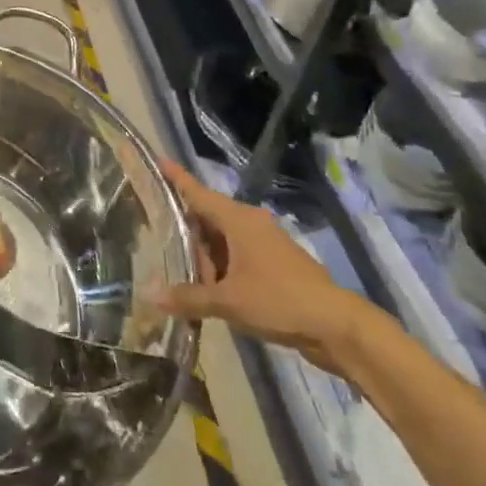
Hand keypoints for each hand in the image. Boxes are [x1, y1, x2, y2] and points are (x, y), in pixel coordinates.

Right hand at [151, 161, 380, 377]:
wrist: (335, 326)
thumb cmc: (279, 300)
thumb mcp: (228, 301)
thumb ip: (188, 297)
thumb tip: (150, 295)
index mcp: (238, 220)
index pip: (198, 193)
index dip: (177, 178)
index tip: (159, 160)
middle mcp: (250, 223)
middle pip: (208, 218)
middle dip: (185, 231)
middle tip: (156, 239)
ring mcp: (265, 243)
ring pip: (222, 240)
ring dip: (203, 255)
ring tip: (177, 271)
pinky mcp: (274, 264)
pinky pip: (237, 256)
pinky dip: (220, 267)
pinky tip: (207, 288)